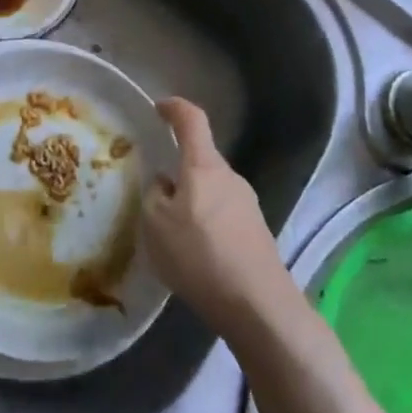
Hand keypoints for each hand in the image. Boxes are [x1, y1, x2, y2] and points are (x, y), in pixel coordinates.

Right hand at [142, 98, 296, 336]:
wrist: (258, 304)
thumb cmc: (200, 255)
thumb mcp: (156, 225)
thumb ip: (154, 196)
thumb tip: (164, 183)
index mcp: (204, 166)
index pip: (192, 120)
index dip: (174, 108)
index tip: (158, 107)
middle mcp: (230, 176)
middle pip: (201, 159)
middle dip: (178, 167)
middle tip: (153, 189)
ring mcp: (248, 204)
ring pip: (211, 188)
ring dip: (191, 199)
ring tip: (170, 229)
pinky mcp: (256, 231)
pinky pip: (222, 213)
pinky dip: (205, 221)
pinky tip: (195, 251)